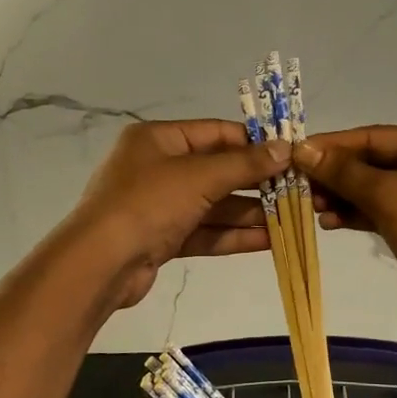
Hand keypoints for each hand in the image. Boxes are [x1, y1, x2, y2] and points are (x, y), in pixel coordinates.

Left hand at [66, 120, 288, 310]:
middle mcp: (157, 167)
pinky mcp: (162, 238)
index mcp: (158, 139)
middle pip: (216, 171)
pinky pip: (204, 231)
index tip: (289, 154)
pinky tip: (269, 241)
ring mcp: (159, 205)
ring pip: (213, 205)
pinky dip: (233, 235)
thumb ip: (244, 164)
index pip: (215, 133)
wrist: (100, 264)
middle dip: (255, 183)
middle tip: (296, 191)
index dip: (253, 143)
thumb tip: (285, 148)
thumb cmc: (148, 204)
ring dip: (249, 213)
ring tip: (291, 219)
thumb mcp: (200, 177)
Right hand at [294, 126, 396, 332]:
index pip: (372, 136)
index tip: (294, 155)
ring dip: (342, 197)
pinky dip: (357, 214)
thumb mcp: (389, 195)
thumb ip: (344, 172)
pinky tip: (330, 222)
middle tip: (299, 187)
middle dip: (335, 175)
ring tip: (311, 208)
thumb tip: (303, 149)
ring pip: (374, 189)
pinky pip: (382, 211)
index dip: (332, 146)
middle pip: (372, 162)